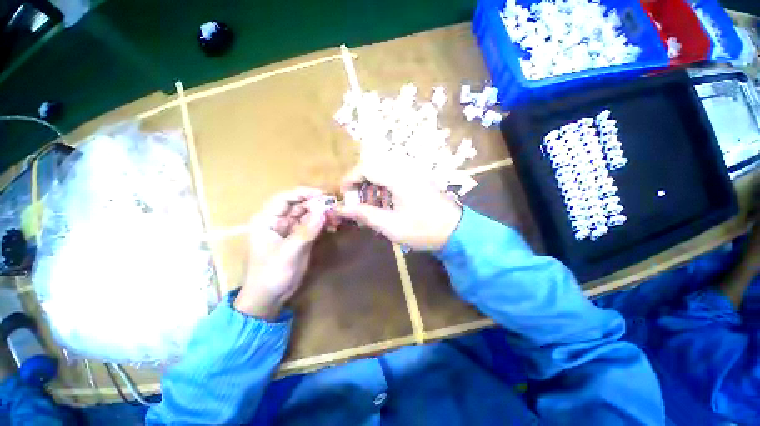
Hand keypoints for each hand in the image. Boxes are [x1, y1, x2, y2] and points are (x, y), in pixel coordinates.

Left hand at [234, 188, 326, 319]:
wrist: (270, 296)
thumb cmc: (272, 274)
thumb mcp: (289, 252)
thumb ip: (306, 231)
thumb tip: (323, 211)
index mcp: (267, 220)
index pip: (284, 198)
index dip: (303, 193)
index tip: (323, 194)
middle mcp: (277, 221)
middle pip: (297, 205)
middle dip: (315, 204)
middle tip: (333, 206)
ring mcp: (289, 230)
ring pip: (306, 215)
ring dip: (320, 213)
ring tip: (335, 214)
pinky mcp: (298, 238)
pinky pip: (311, 225)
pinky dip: (321, 224)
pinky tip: (332, 224)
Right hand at [336, 149, 462, 250]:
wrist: (455, 231)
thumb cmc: (422, 229)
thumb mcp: (390, 225)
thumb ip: (365, 214)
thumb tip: (341, 209)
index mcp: (398, 177)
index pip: (366, 167)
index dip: (350, 179)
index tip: (344, 196)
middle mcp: (404, 169)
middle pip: (373, 167)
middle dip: (361, 184)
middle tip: (357, 203)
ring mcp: (413, 173)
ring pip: (383, 172)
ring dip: (372, 186)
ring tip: (371, 207)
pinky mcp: (417, 179)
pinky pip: (394, 177)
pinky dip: (384, 188)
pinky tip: (386, 204)